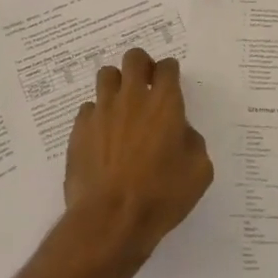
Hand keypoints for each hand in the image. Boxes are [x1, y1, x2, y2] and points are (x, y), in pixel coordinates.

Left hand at [63, 48, 213, 263]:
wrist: (111, 219)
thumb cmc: (162, 195)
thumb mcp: (199, 171)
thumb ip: (191, 141)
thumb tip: (179, 131)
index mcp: (165, 104)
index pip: (167, 67)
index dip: (170, 71)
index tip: (171, 82)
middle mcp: (132, 98)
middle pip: (134, 58)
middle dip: (142, 65)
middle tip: (146, 83)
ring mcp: (101, 111)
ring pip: (106, 75)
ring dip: (117, 84)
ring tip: (121, 104)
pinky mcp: (79, 129)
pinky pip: (88, 108)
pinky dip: (97, 114)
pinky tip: (103, 134)